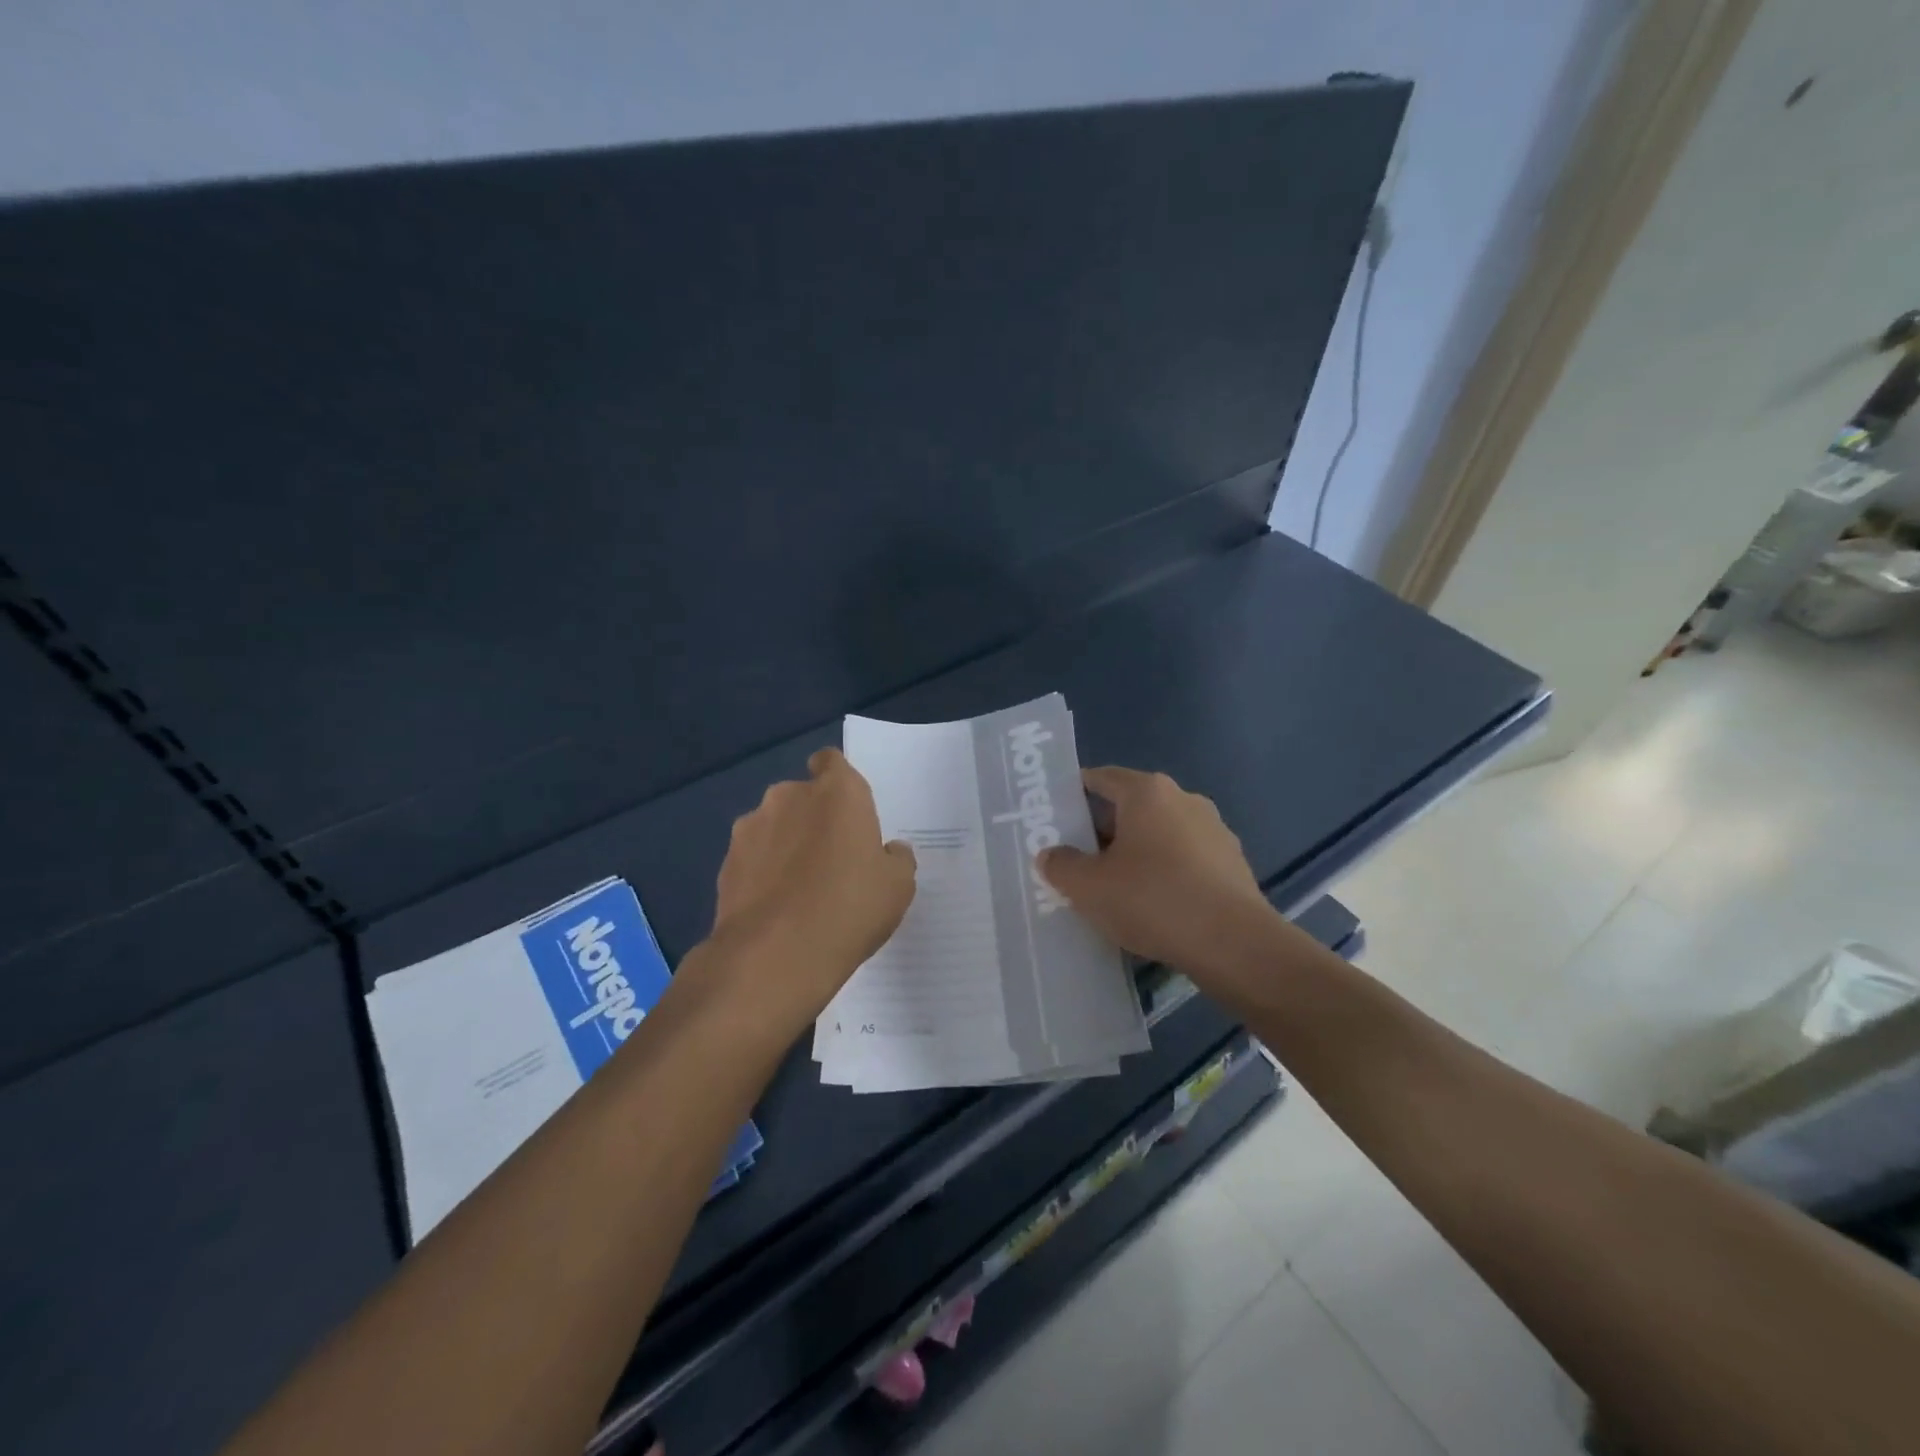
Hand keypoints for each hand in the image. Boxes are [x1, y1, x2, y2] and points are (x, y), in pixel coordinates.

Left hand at [699, 748, 916, 1036]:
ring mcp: (750, 827)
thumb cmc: (850, 908)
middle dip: (812, 818)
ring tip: (799, 889)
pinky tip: (775, 907)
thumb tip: (888, 851)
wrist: (774, 955)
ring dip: (784, 844)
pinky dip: (762, 872)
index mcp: (838, 791)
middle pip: (802, 796)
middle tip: (831, 859)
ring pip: (773, 826)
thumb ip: (896, 859)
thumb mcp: (897, 886)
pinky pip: (752, 857)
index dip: (837, 780)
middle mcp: (789, 796)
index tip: (845, 810)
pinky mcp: (725, 862)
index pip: (831, 761)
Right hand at [1039, 767, 1279, 987]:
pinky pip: (1185, 860)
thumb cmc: (1152, 899)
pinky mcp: (1232, 863)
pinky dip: (1165, 873)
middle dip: (1102, 831)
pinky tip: (1153, 906)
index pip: (1101, 778)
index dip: (1074, 794)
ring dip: (1136, 854)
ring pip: (1160, 835)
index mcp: (1147, 792)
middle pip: (1130, 806)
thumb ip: (1061, 866)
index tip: (1055, 818)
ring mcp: (1214, 830)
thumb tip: (1051, 855)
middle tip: (1077, 860)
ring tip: (1114, 888)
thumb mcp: (1088, 887)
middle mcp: (1184, 799)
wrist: (1234, 944)